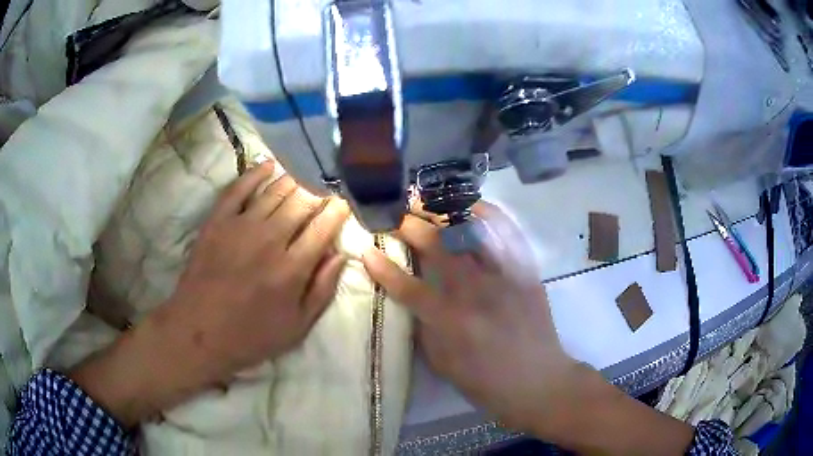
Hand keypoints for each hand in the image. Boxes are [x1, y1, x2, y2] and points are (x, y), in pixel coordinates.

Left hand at [161, 162, 348, 378]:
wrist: (198, 332)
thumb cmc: (250, 336)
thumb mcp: (296, 327)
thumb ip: (322, 290)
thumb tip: (340, 255)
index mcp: (293, 267)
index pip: (324, 226)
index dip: (338, 210)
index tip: (344, 202)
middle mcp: (270, 239)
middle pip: (302, 202)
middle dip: (320, 191)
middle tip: (326, 187)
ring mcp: (241, 226)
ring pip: (275, 190)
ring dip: (295, 179)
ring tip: (306, 174)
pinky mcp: (217, 221)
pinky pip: (239, 187)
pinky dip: (256, 173)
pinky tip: (269, 165)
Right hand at [362, 202, 580, 432]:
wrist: (537, 381)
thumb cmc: (486, 381)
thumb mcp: (442, 364)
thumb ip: (424, 328)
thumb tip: (411, 299)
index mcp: (450, 321)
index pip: (407, 287)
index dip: (382, 267)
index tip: (367, 250)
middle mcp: (475, 292)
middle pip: (437, 245)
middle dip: (409, 225)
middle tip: (396, 217)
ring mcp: (504, 276)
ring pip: (471, 230)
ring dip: (444, 212)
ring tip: (428, 203)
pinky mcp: (526, 271)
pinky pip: (508, 232)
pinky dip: (489, 213)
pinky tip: (473, 207)